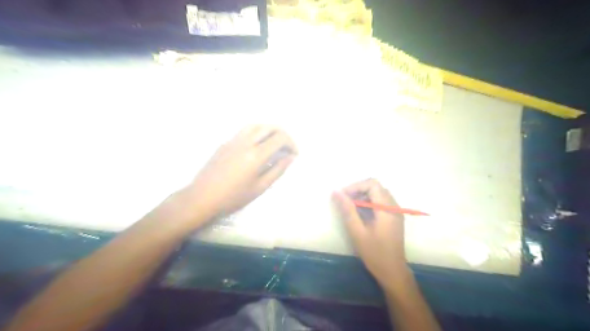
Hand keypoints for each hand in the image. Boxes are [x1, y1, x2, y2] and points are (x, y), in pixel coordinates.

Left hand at [187, 126, 296, 226]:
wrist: (202, 197)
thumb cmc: (233, 197)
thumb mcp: (260, 188)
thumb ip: (277, 170)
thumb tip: (290, 157)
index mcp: (256, 154)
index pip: (280, 138)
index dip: (291, 144)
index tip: (294, 154)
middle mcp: (246, 142)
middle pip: (269, 127)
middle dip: (282, 134)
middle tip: (287, 147)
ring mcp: (233, 140)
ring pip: (256, 125)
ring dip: (269, 130)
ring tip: (273, 143)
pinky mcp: (225, 143)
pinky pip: (244, 131)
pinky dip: (256, 133)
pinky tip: (256, 145)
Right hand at [331, 180, 410, 285]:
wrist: (393, 271)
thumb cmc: (374, 253)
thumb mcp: (357, 231)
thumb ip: (347, 210)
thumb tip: (336, 192)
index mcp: (387, 208)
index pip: (372, 184)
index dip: (356, 186)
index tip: (342, 196)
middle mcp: (394, 206)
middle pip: (375, 187)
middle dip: (358, 190)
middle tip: (344, 201)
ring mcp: (395, 211)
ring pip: (378, 193)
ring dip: (363, 196)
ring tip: (350, 207)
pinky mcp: (394, 217)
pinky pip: (381, 201)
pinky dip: (369, 202)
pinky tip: (360, 213)